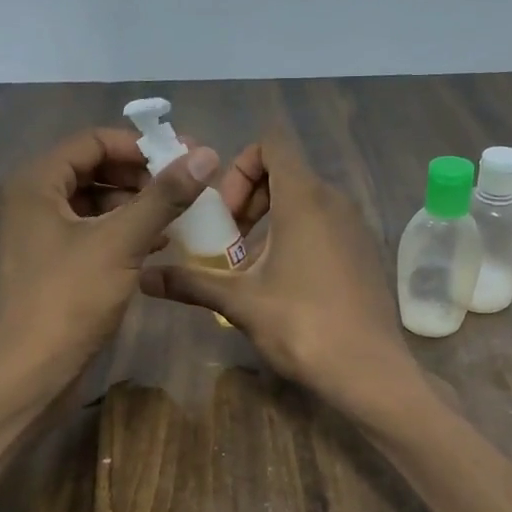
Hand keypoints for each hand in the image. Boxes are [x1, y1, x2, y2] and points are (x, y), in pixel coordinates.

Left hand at [0, 128, 215, 391]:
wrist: (33, 371)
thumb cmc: (70, 299)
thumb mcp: (121, 242)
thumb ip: (164, 197)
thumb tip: (206, 155)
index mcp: (37, 183)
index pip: (93, 141)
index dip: (140, 146)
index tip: (183, 159)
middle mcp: (33, 200)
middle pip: (94, 169)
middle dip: (141, 176)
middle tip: (185, 187)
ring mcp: (41, 234)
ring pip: (96, 203)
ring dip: (137, 205)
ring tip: (178, 215)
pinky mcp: (53, 264)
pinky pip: (93, 233)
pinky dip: (125, 232)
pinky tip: (159, 244)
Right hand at [139, 132, 413, 408]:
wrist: (368, 369)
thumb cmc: (301, 325)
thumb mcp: (240, 302)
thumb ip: (192, 283)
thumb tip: (144, 280)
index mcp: (304, 198)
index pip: (272, 142)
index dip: (240, 166)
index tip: (227, 212)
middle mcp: (335, 201)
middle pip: (287, 172)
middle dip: (251, 198)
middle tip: (230, 242)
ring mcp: (356, 226)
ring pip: (307, 202)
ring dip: (273, 222)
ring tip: (253, 268)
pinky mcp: (365, 252)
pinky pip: (327, 226)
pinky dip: (300, 238)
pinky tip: (287, 284)